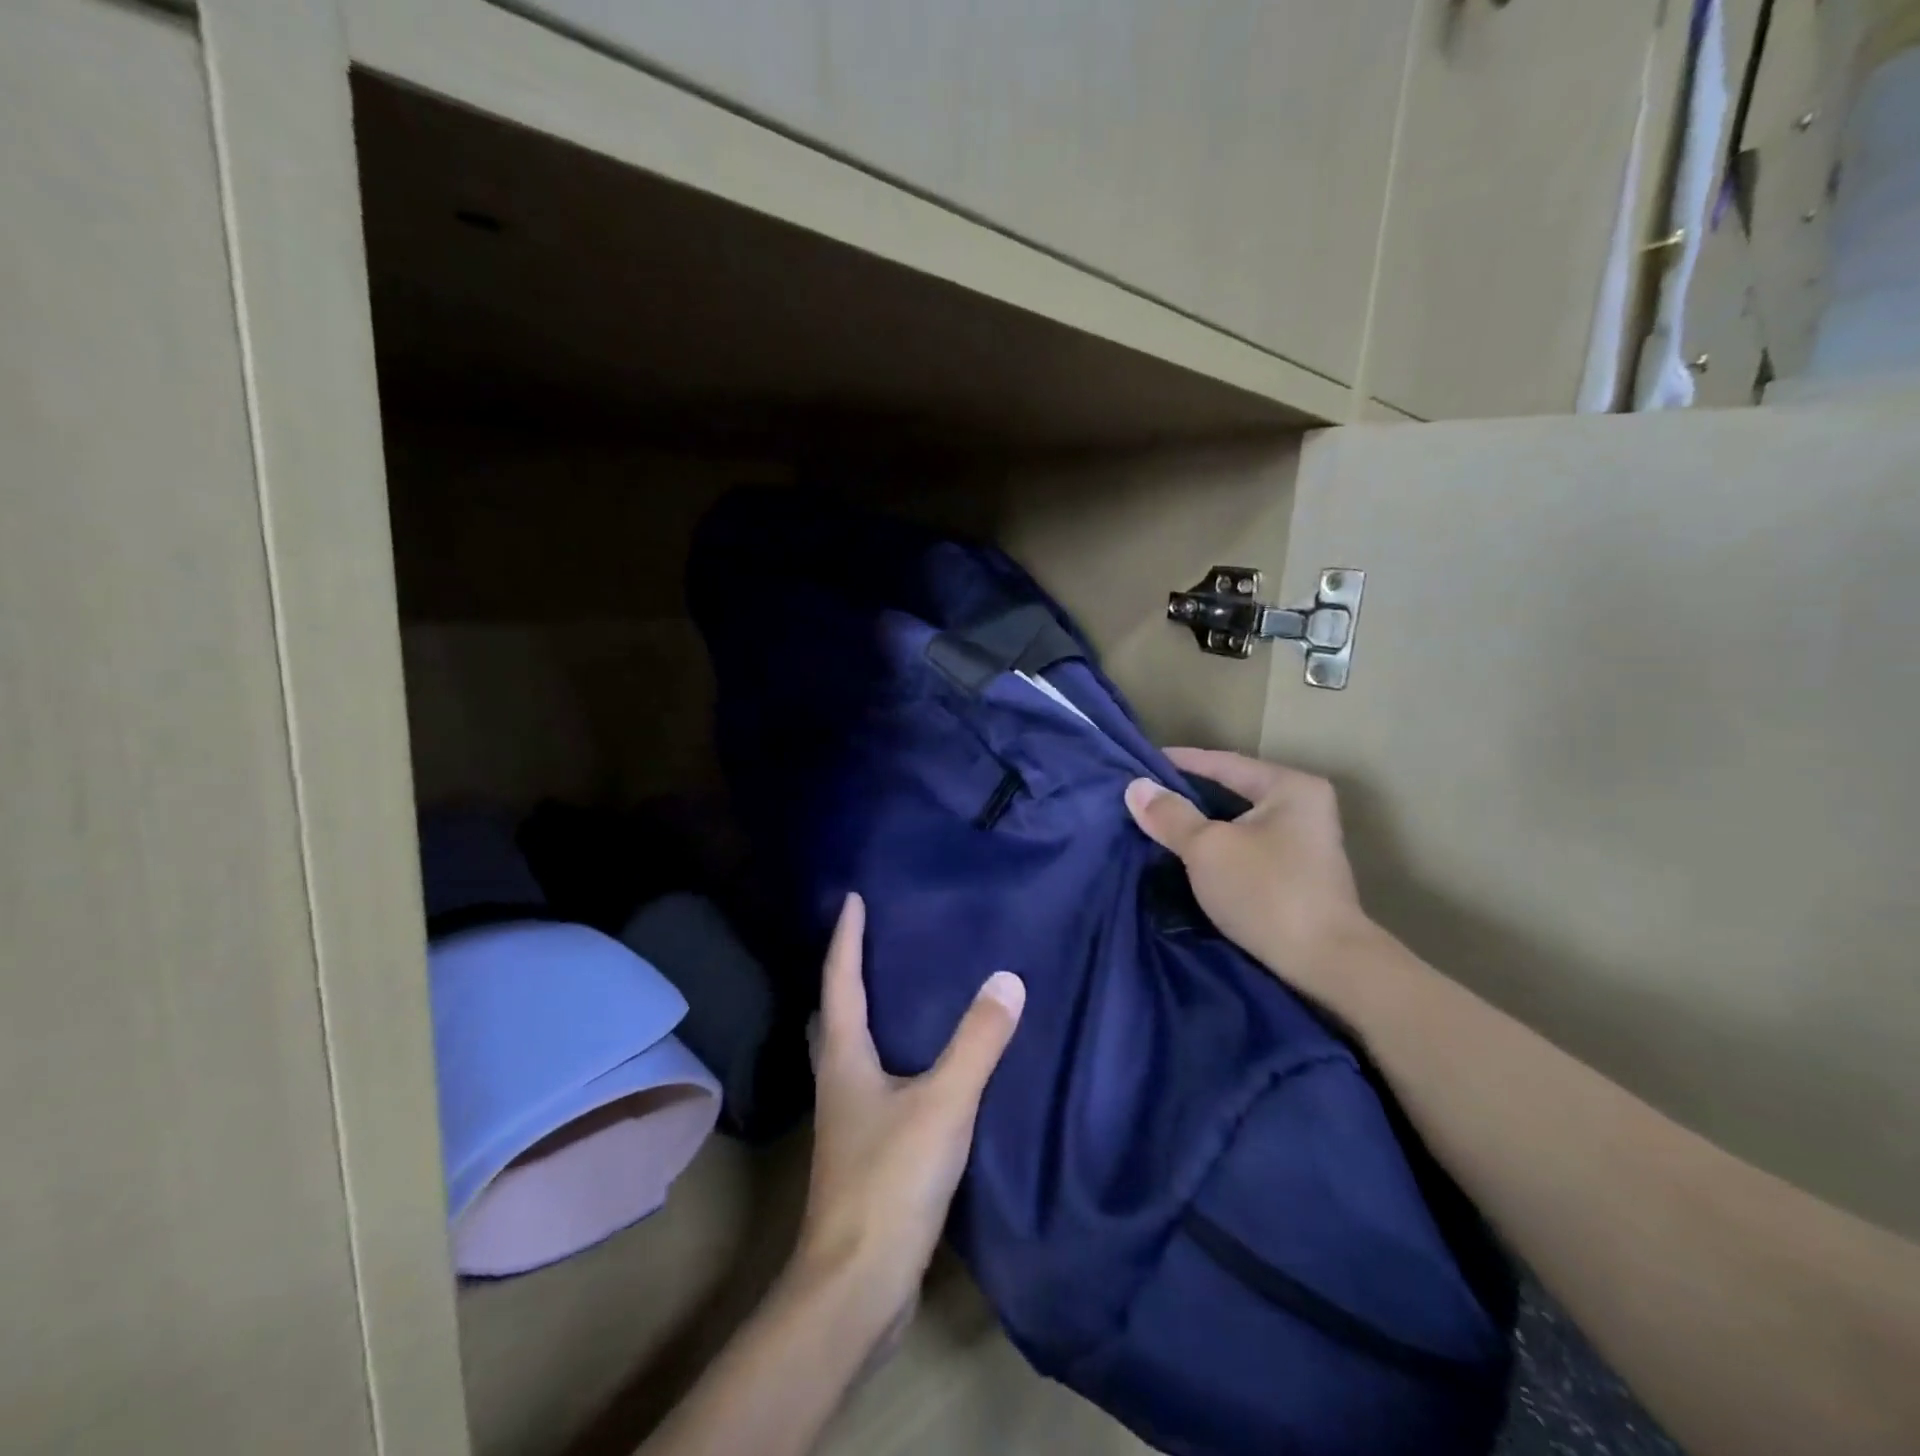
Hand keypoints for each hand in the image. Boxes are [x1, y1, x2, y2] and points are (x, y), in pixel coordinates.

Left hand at [791, 893, 1024, 1340]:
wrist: (856, 1288)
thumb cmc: (890, 1182)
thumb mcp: (942, 1104)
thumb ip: (977, 1043)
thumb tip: (1007, 979)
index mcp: (844, 1058)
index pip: (841, 980)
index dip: (846, 937)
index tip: (852, 897)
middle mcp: (838, 1080)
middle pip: (835, 1013)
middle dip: (849, 972)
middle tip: (875, 940)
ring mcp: (849, 1119)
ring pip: (851, 1049)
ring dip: (867, 1014)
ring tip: (903, 989)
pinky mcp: (866, 1150)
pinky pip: (875, 1082)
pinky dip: (890, 1055)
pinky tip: (922, 1062)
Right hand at [1125, 748, 1370, 990]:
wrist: (1326, 964)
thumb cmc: (1267, 891)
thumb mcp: (1207, 848)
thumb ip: (1170, 815)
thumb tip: (1136, 787)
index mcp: (1290, 786)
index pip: (1223, 762)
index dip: (1180, 762)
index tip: (1140, 763)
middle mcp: (1304, 806)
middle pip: (1232, 791)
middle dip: (1188, 795)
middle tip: (1145, 796)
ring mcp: (1305, 843)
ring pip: (1238, 822)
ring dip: (1201, 824)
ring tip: (1159, 824)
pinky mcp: (1299, 874)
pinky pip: (1246, 847)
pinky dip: (1218, 847)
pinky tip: (1189, 855)